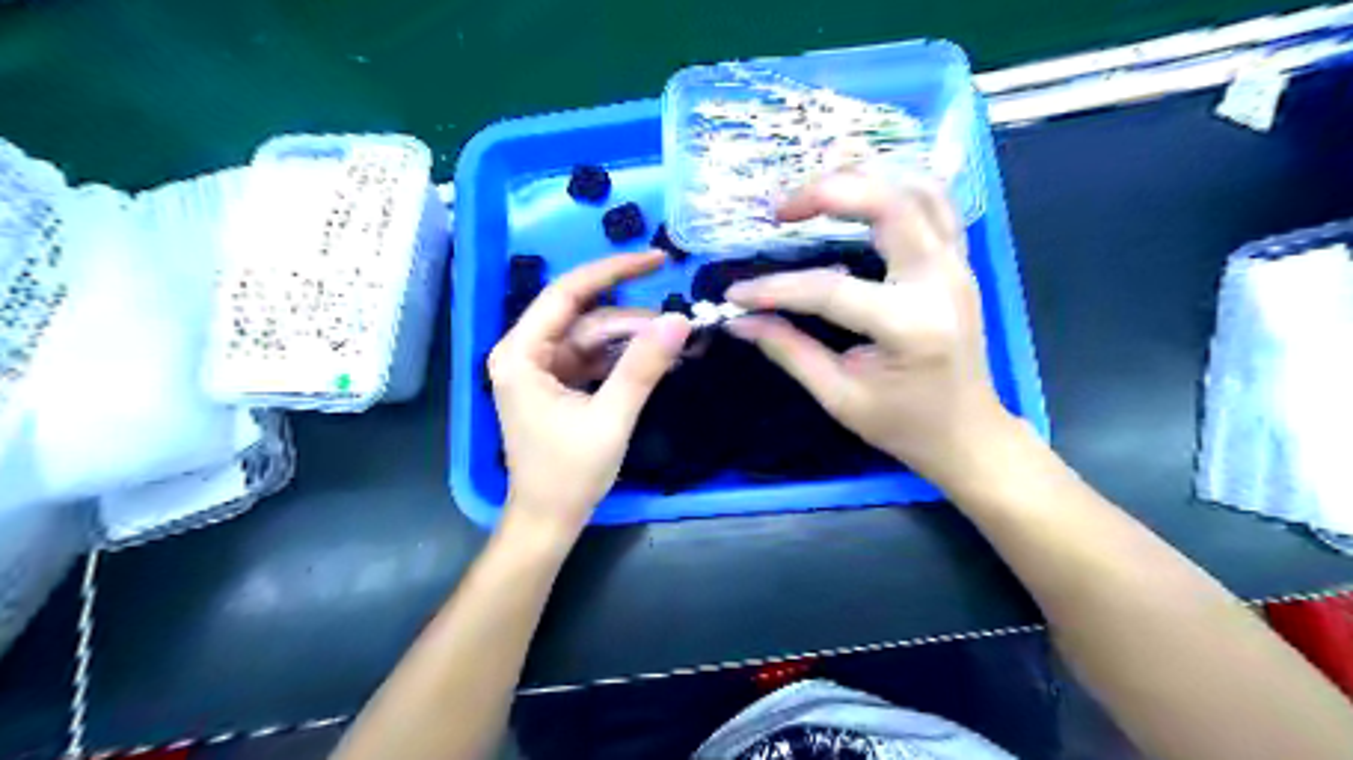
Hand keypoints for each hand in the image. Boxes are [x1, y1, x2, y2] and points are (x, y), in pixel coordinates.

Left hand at [492, 252, 692, 541]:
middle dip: (635, 321)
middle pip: (587, 318)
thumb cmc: (568, 474)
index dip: (612, 271)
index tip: (657, 259)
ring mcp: (544, 369)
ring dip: (635, 341)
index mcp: (521, 354)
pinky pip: (596, 359)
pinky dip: (625, 360)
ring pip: (595, 338)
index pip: (566, 294)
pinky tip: (658, 361)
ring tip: (679, 344)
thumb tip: (679, 320)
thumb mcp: (610, 418)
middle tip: (683, 324)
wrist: (549, 521)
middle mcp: (527, 353)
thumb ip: (643, 367)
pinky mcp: (560, 385)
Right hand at [730, 172, 1014, 485]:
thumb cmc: (904, 425)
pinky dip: (897, 187)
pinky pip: (936, 203)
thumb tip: (740, 322)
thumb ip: (789, 351)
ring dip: (864, 180)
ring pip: (918, 189)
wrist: (968, 434)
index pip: (829, 290)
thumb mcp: (839, 397)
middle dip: (827, 193)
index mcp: (909, 326)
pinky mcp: (961, 262)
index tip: (735, 295)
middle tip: (781, 210)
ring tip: (816, 195)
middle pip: (889, 204)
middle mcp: (940, 282)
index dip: (774, 288)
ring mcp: (958, 265)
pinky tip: (863, 195)